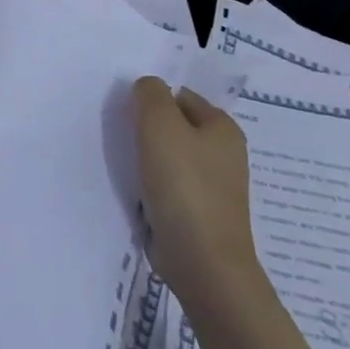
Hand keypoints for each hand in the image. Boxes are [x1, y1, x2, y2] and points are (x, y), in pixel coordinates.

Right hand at [132, 76, 262, 308]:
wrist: (202, 261)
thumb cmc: (183, 184)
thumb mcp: (159, 124)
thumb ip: (150, 94)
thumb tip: (147, 87)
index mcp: (223, 128)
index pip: (180, 96)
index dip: (153, 101)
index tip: (129, 116)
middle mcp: (224, 154)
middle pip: (176, 127)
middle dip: (149, 130)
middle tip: (124, 138)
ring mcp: (214, 187)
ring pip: (171, 158)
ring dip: (148, 159)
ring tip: (128, 166)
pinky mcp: (200, 213)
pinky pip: (170, 186)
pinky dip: (153, 186)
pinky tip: (139, 193)